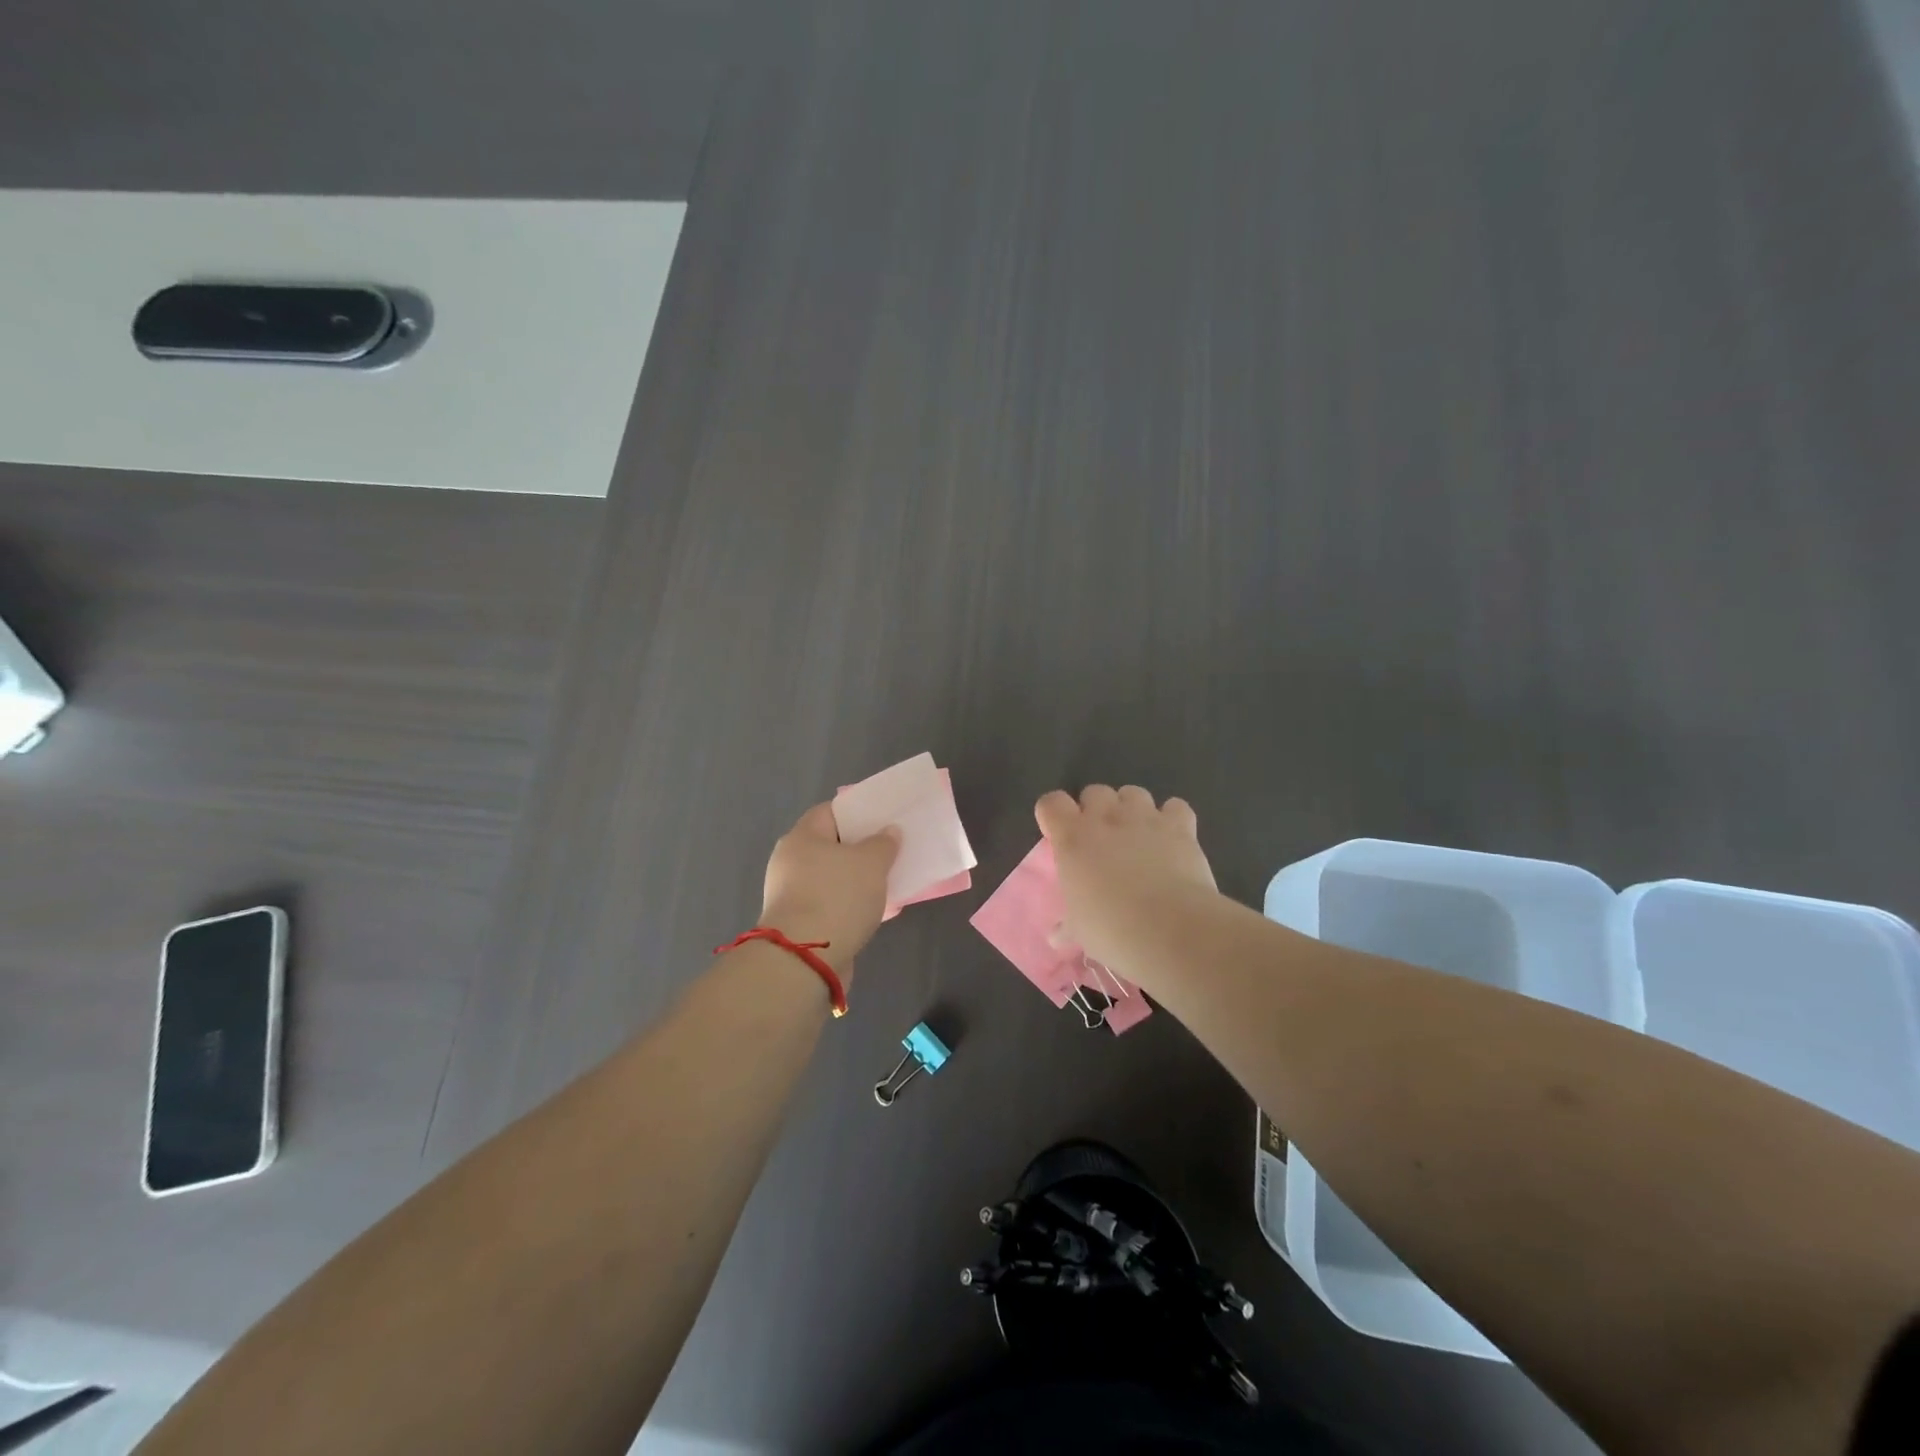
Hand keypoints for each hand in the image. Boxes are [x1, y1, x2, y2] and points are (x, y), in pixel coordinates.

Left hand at [760, 803, 898, 974]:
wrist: (806, 960)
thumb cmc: (837, 897)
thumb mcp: (871, 863)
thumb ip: (883, 843)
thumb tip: (888, 832)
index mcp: (801, 837)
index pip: (829, 811)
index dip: (857, 812)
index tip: (882, 818)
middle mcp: (790, 861)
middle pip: (830, 846)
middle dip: (860, 848)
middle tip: (890, 849)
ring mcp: (792, 895)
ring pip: (832, 878)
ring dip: (856, 880)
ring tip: (887, 880)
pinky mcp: (799, 924)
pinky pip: (831, 904)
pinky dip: (850, 905)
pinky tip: (874, 911)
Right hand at [1035, 785, 1217, 970]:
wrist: (1170, 928)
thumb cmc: (1111, 929)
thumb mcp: (1080, 932)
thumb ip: (1066, 927)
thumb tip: (1056, 937)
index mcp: (1072, 838)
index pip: (1051, 803)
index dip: (1054, 814)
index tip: (1058, 834)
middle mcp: (1106, 818)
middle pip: (1094, 791)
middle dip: (1096, 809)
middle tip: (1101, 839)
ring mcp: (1145, 818)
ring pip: (1133, 793)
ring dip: (1132, 808)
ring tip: (1137, 835)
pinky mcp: (1180, 826)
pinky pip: (1175, 806)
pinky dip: (1173, 817)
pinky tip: (1172, 839)